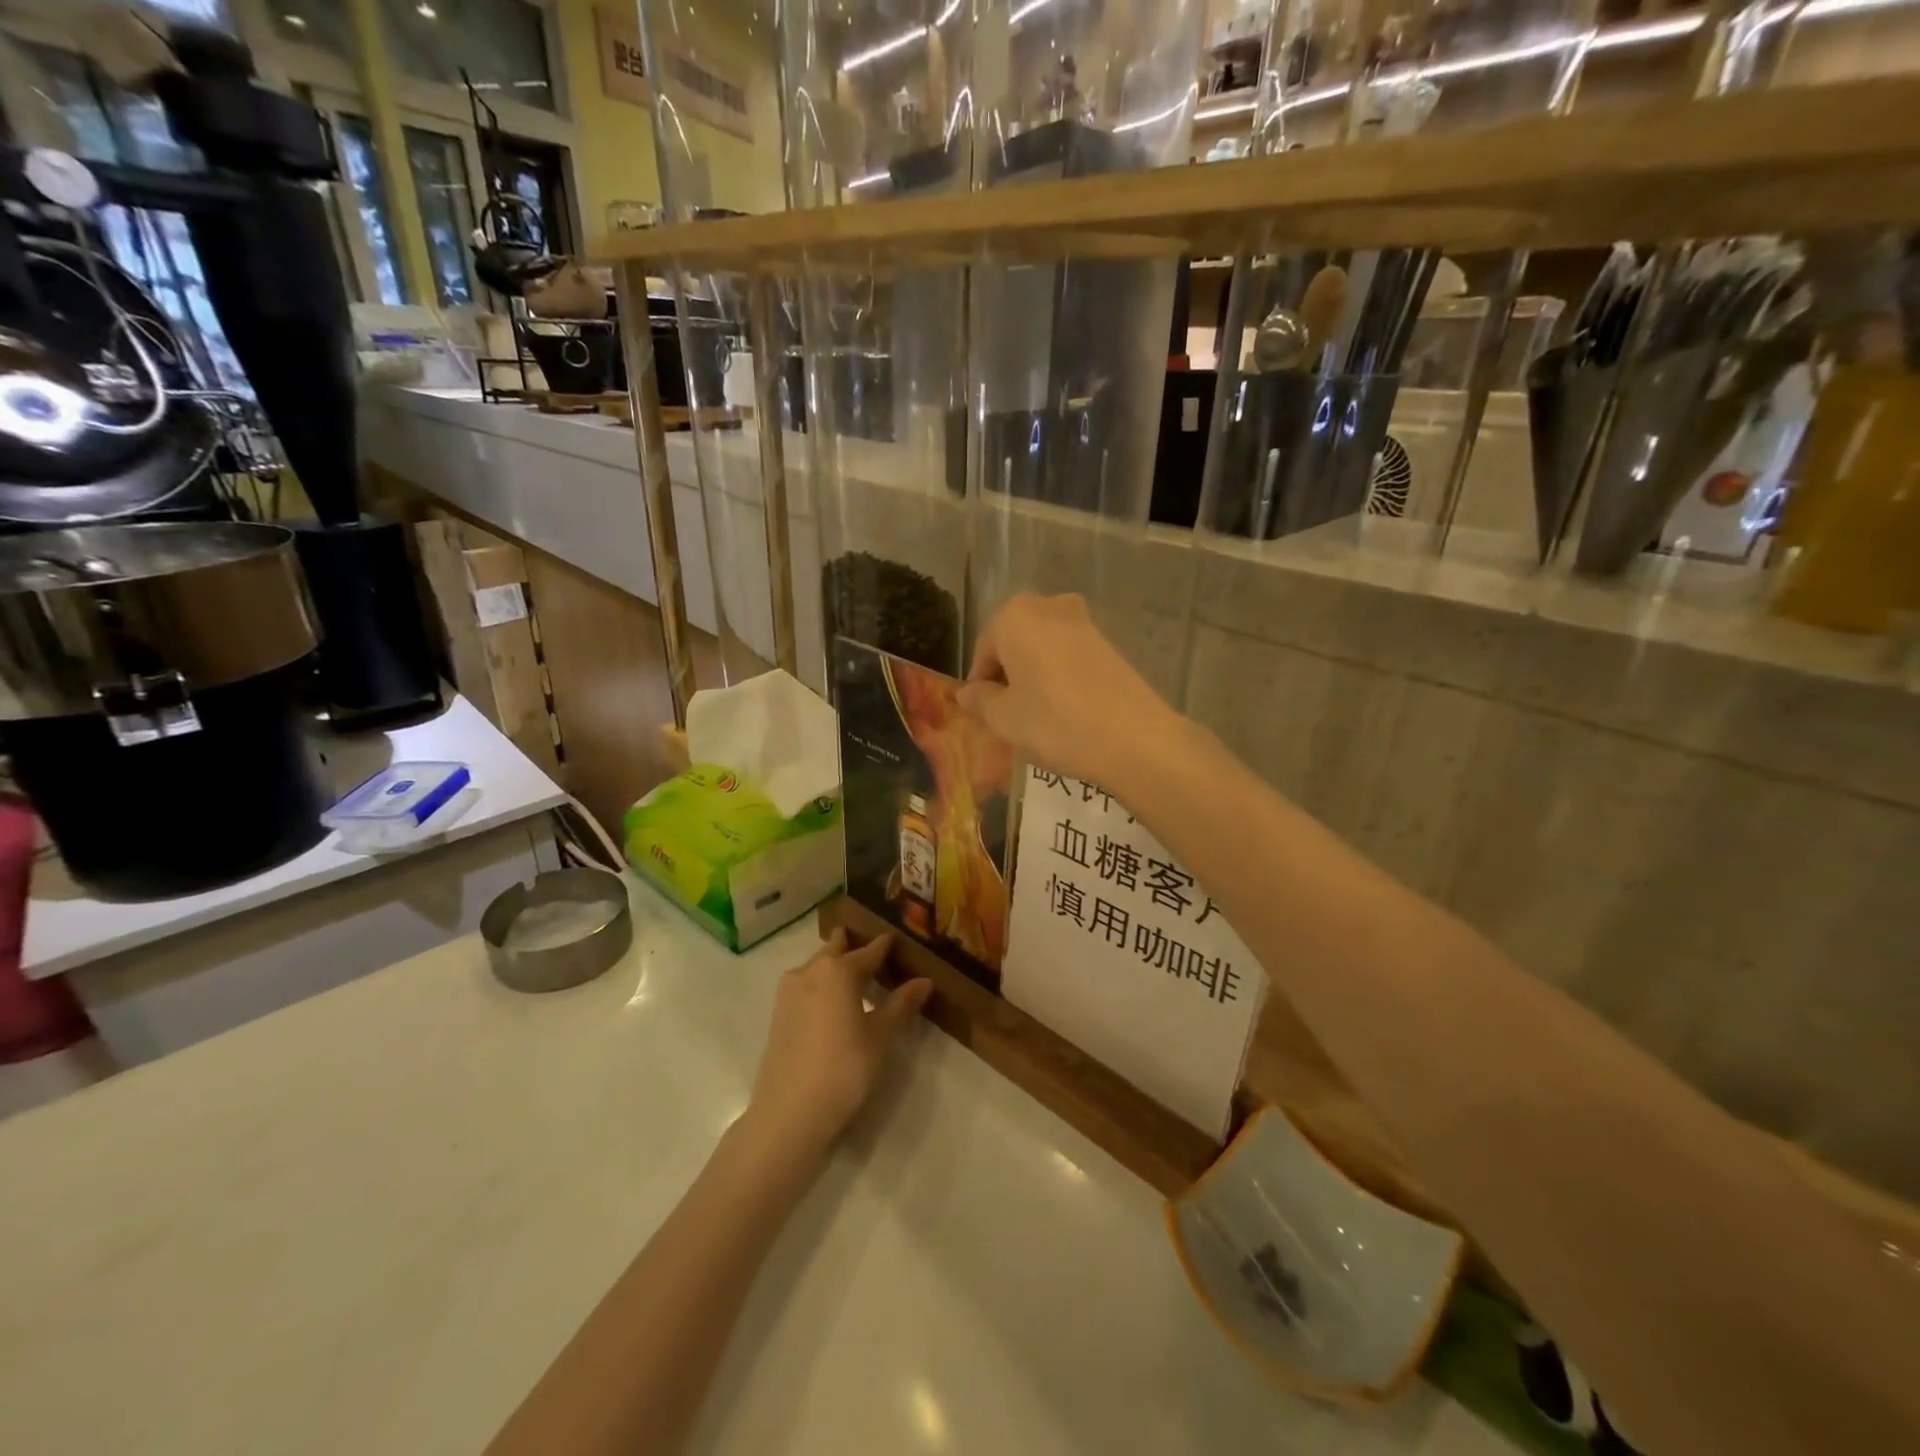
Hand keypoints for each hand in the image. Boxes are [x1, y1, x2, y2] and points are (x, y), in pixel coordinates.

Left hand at [746, 930, 930, 1157]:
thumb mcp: (880, 1037)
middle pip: (835, 951)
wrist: (789, 1114)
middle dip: (852, 947)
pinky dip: (821, 986)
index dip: (884, 946)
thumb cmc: (844, 1069)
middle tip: (871, 948)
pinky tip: (832, 1002)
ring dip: (834, 966)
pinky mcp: (778, 1016)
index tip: (895, 938)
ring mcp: (789, 994)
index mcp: (837, 970)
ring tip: (855, 975)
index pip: (869, 951)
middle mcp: (810, 972)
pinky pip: (805, 987)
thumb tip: (924, 981)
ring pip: (816, 968)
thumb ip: (901, 1004)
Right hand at [957, 592, 1184, 792]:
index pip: (983, 650)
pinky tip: (1064, 709)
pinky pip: (1068, 656)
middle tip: (1007, 713)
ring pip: (1042, 648)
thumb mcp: (1004, 718)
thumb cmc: (1055, 723)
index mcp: (1014, 616)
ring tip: (1036, 714)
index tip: (983, 713)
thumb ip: (980, 700)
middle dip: (1007, 675)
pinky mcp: (1109, 642)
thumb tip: (967, 693)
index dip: (979, 684)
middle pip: (1014, 643)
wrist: (1134, 738)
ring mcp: (1084, 622)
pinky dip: (1059, 676)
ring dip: (1033, 675)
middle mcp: (1048, 607)